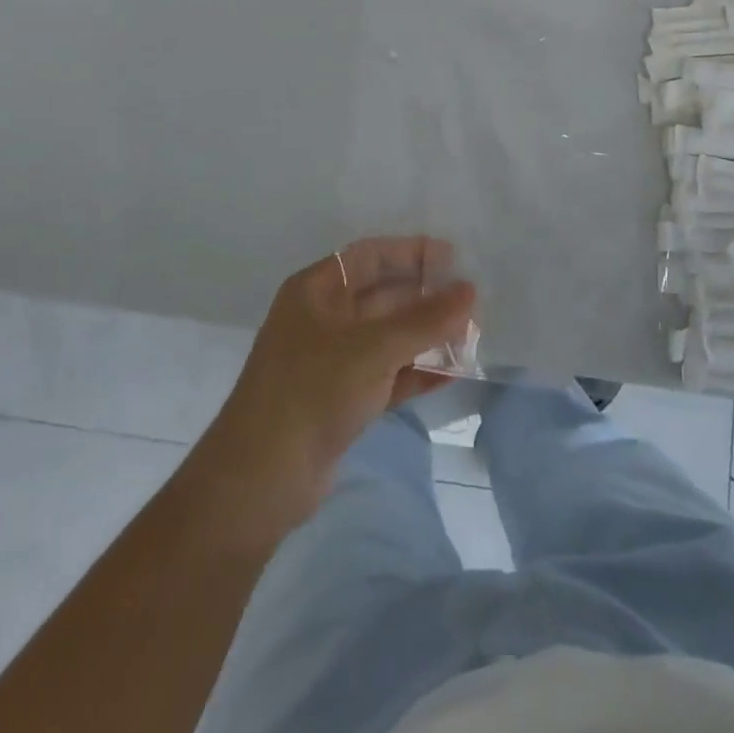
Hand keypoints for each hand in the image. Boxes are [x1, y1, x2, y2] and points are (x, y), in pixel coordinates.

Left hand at [193, 238, 475, 543]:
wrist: (261, 479)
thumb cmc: (313, 390)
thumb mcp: (374, 348)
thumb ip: (426, 319)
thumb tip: (471, 290)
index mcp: (316, 290)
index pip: (370, 256)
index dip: (412, 253)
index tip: (455, 259)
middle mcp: (323, 318)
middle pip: (383, 296)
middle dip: (427, 298)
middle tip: (473, 302)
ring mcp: (332, 361)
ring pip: (388, 338)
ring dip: (427, 336)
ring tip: (472, 337)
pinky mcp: (342, 400)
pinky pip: (388, 375)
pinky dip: (417, 372)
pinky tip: (454, 372)